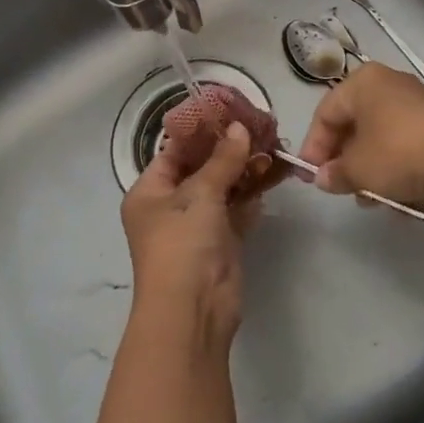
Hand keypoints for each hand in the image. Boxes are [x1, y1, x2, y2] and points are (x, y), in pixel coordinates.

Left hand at [121, 123, 260, 343]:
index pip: (174, 151)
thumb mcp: (200, 194)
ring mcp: (196, 227)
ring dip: (245, 170)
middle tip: (260, 126)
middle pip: (201, 168)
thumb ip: (223, 159)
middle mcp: (169, 206)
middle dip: (229, 149)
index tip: (230, 110)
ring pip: (222, 189)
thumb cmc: (182, 244)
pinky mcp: (220, 244)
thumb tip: (240, 128)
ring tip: (274, 146)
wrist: (193, 312)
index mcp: (149, 191)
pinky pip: (236, 211)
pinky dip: (252, 196)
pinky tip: (272, 176)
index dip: (201, 131)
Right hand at [295, 63, 423, 203]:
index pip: (325, 113)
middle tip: (339, 188)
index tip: (309, 177)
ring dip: (371, 171)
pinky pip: (407, 150)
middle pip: (354, 125)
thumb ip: (335, 173)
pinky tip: (399, 202)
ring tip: (369, 200)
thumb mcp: (358, 168)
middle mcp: (388, 87)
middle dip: (345, 161)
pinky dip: (399, 173)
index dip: (313, 146)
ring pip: (381, 141)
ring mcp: (416, 107)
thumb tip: (323, 178)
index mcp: (362, 83)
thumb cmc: (400, 152)